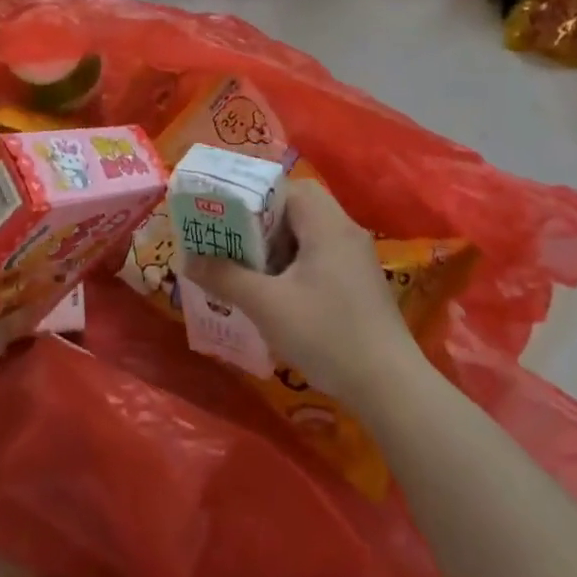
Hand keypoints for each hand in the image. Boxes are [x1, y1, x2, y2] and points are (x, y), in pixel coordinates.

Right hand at [180, 180, 420, 406]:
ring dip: (276, 250)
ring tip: (246, 272)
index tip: (225, 220)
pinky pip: (319, 259)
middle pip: (296, 211)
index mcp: (327, 224)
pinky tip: (276, 297)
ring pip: (307, 237)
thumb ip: (224, 277)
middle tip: (231, 247)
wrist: (391, 388)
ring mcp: (356, 260)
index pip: (286, 188)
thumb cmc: (326, 333)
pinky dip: (294, 268)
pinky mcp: (360, 286)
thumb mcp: (266, 305)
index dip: (253, 199)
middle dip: (260, 227)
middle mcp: (345, 232)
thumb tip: (185, 259)